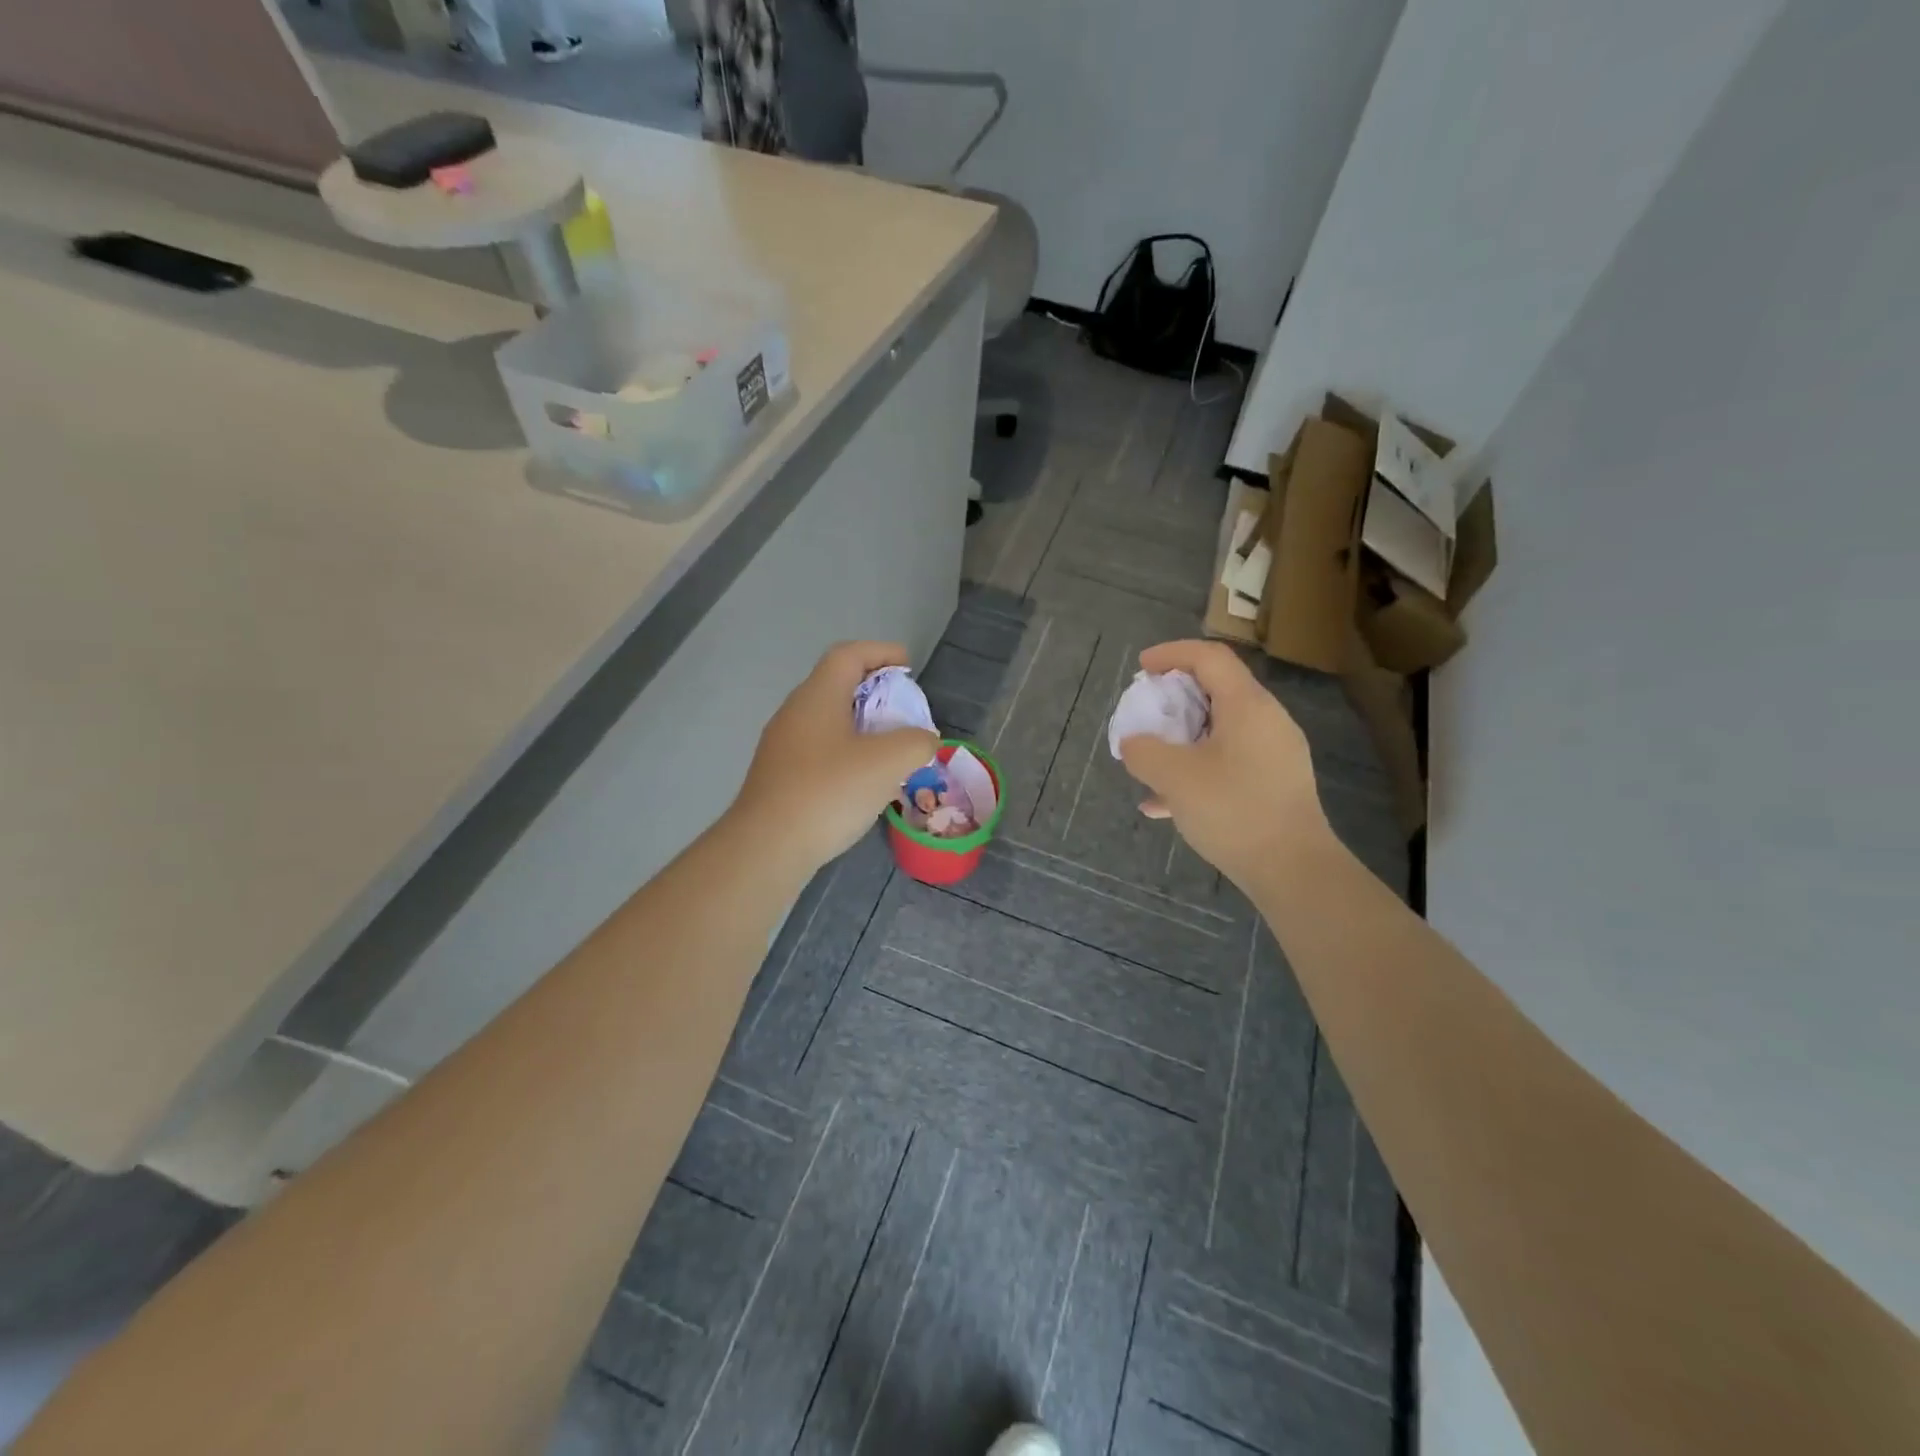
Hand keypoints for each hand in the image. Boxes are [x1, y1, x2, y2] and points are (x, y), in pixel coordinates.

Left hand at [733, 641, 939, 872]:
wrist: (768, 846)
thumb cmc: (829, 792)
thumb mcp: (889, 762)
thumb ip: (917, 742)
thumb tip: (924, 739)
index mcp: (818, 696)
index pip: (849, 654)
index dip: (882, 652)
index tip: (909, 667)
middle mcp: (795, 712)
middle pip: (837, 685)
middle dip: (875, 692)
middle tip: (904, 712)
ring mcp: (783, 745)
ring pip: (828, 720)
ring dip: (862, 726)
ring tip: (890, 749)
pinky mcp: (779, 776)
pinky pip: (820, 750)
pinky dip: (847, 752)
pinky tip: (863, 781)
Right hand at [1116, 641, 1328, 888]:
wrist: (1293, 869)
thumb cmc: (1233, 810)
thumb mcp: (1174, 777)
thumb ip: (1144, 751)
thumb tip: (1133, 743)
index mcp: (1247, 705)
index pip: (1210, 657)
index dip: (1172, 653)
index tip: (1142, 667)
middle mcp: (1267, 720)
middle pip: (1216, 690)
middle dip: (1174, 698)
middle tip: (1145, 713)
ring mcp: (1275, 753)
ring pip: (1220, 730)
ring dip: (1182, 737)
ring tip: (1151, 760)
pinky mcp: (1275, 784)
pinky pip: (1229, 761)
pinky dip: (1196, 768)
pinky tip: (1164, 803)